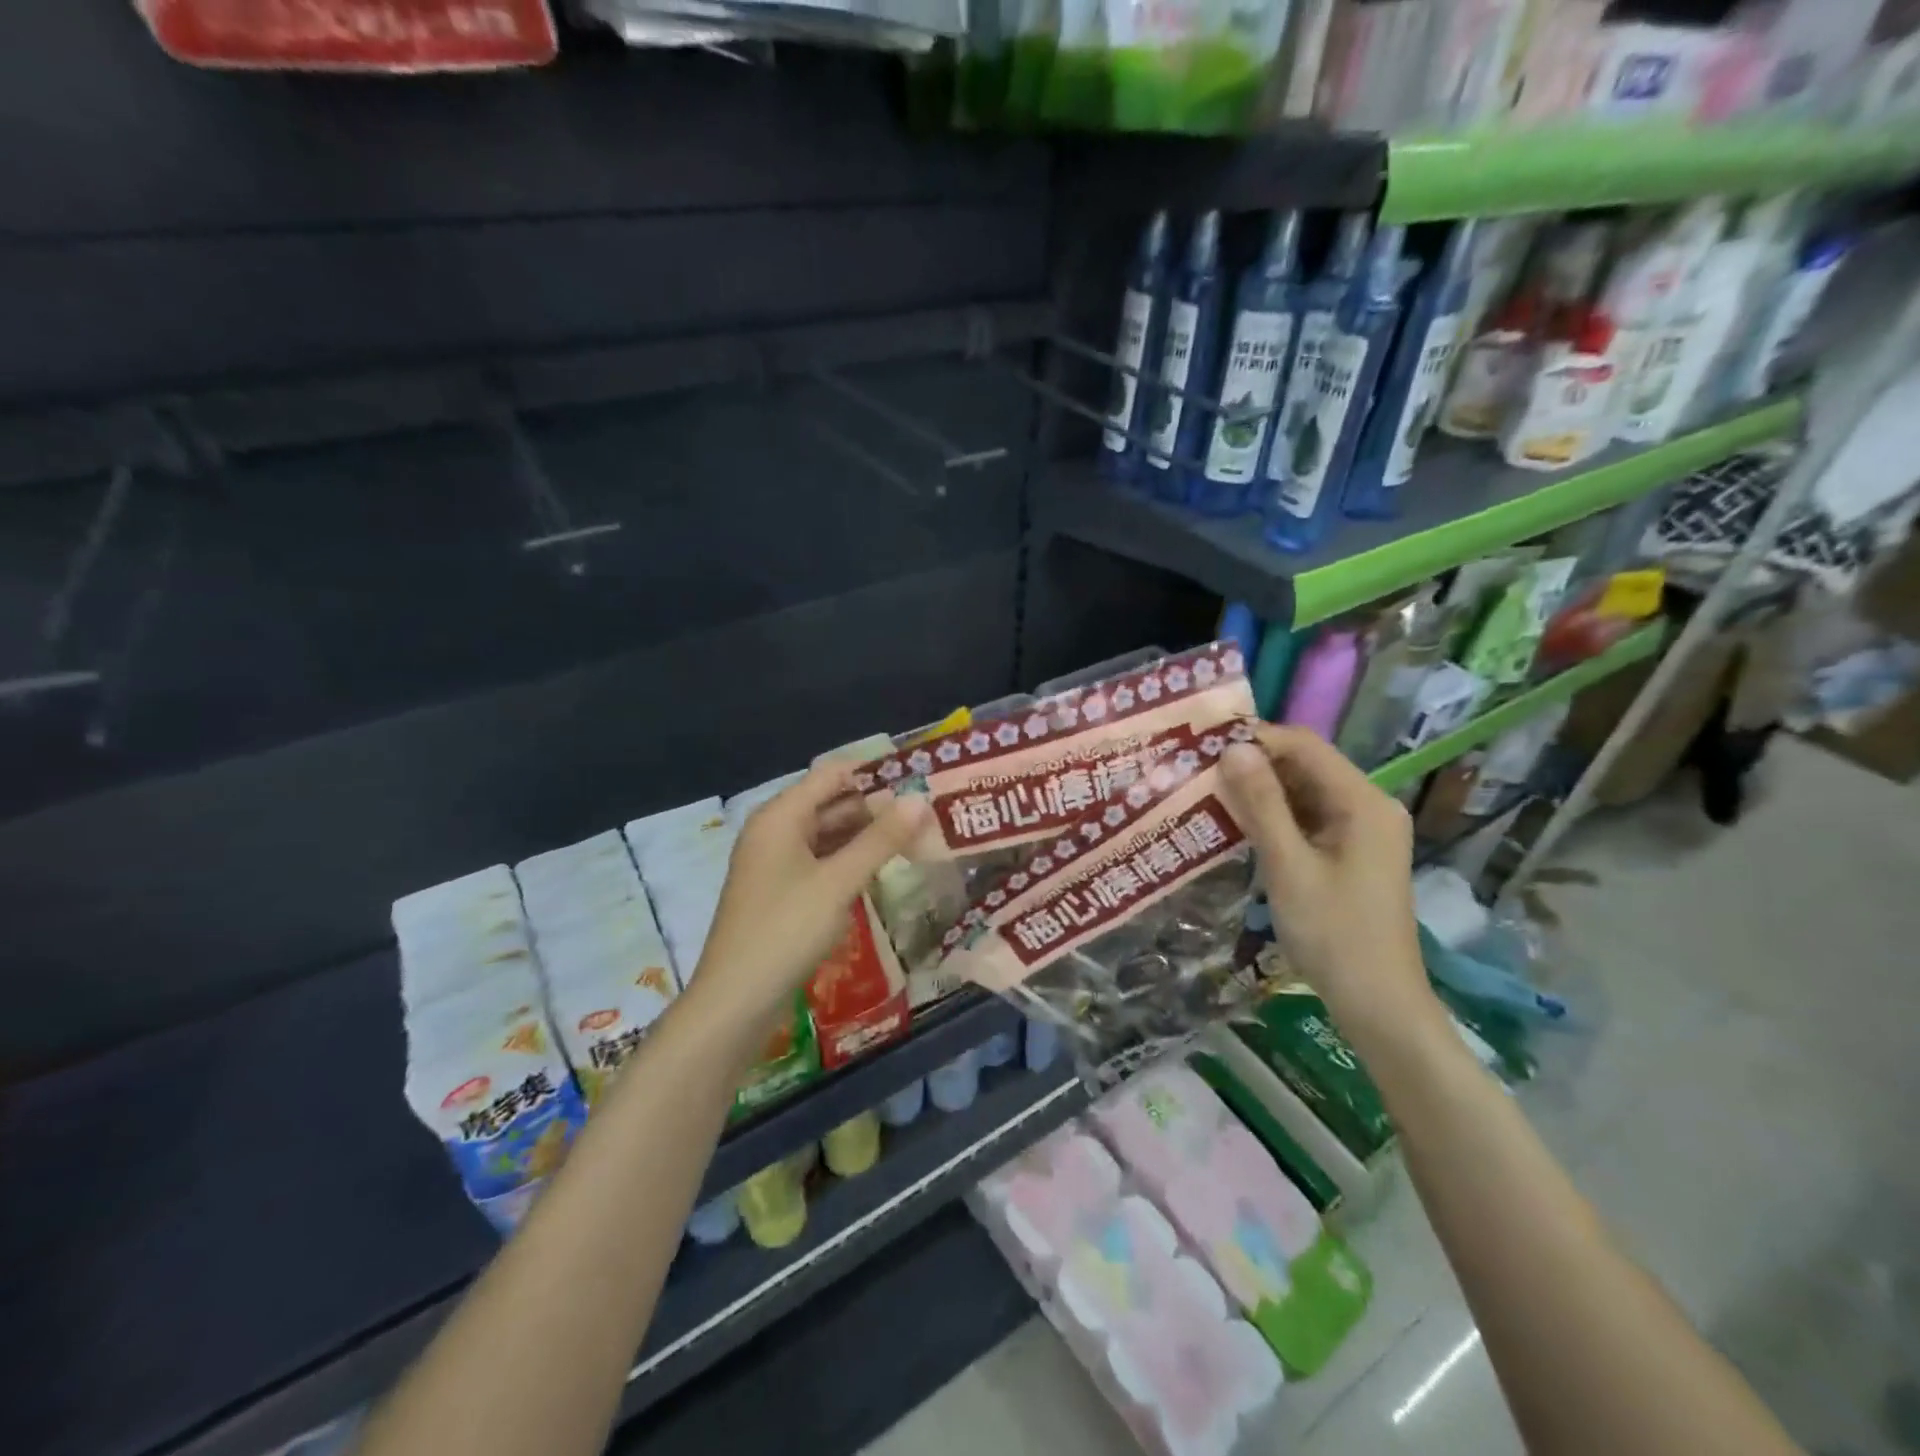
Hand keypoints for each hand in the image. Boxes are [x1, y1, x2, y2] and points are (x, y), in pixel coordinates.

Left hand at [689, 762, 929, 1031]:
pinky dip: (850, 860)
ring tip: (914, 837)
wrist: (735, 1001)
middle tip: (926, 812)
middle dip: (876, 807)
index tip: (918, 777)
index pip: (832, 774)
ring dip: (866, 836)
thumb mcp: (838, 882)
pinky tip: (881, 868)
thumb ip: (880, 840)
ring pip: (828, 835)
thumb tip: (919, 800)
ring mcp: (775, 863)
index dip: (874, 772)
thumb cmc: (786, 930)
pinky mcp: (781, 892)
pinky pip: (821, 862)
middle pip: (830, 803)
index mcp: (781, 816)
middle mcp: (775, 831)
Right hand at [1219, 726, 1435, 1045]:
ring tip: (1209, 793)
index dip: (1255, 739)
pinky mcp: (1350, 852)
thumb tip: (1232, 749)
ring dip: (1260, 791)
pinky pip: (1307, 818)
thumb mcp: (1288, 866)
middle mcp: (1368, 805)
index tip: (1204, 747)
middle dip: (1254, 765)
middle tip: (1199, 771)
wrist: (1377, 1003)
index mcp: (1363, 802)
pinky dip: (1274, 817)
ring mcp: (1361, 830)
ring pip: (1303, 792)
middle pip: (1305, 766)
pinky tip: (1238, 824)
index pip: (1304, 746)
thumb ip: (1260, 805)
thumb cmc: (1334, 934)